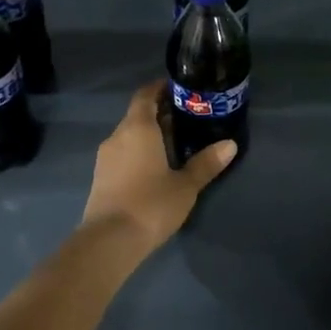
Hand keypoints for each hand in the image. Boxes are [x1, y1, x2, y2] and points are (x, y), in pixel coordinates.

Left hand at [82, 80, 235, 253]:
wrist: (109, 241)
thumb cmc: (151, 204)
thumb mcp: (185, 185)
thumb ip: (206, 163)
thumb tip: (229, 144)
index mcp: (138, 128)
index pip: (145, 95)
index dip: (160, 88)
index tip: (179, 88)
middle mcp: (117, 136)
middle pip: (137, 115)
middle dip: (160, 113)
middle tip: (187, 118)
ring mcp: (105, 158)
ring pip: (129, 136)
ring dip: (149, 135)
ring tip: (175, 144)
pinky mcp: (101, 177)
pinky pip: (123, 154)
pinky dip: (139, 152)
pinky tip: (155, 167)